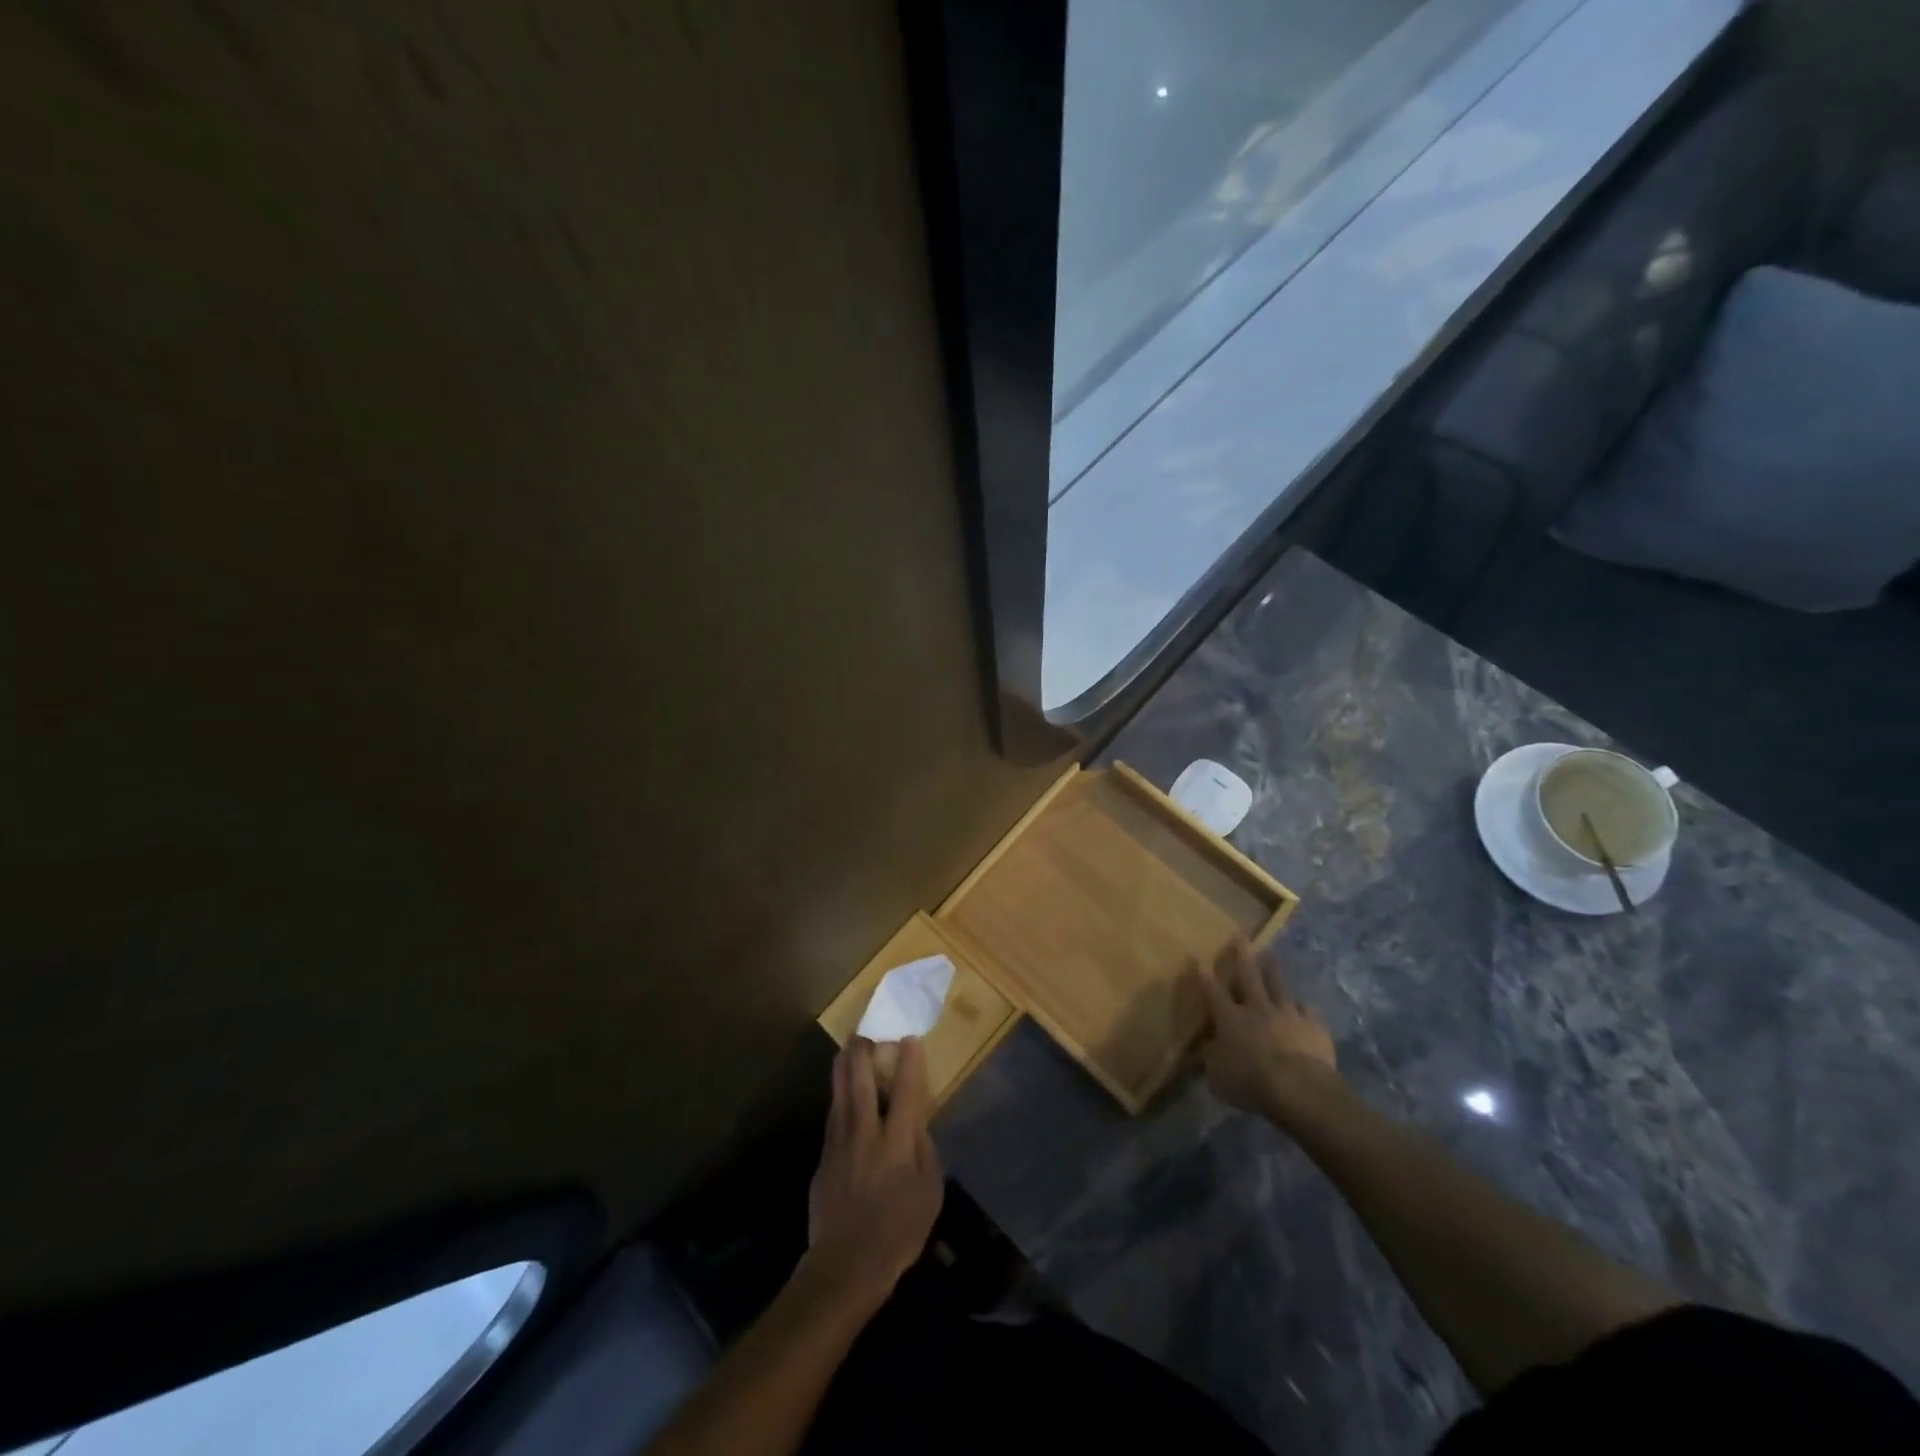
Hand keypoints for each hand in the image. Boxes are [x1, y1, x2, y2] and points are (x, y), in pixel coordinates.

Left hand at [804, 1037, 944, 1310]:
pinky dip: (839, 1094)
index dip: (909, 1060)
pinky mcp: (824, 1155)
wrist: (846, 1265)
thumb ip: (925, 1151)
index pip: (906, 1090)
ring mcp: (840, 1141)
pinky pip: (833, 1113)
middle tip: (866, 1032)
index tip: (909, 1038)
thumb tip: (917, 1123)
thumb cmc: (898, 1232)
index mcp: (897, 1142)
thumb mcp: (930, 1193)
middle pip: (861, 1079)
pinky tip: (842, 1089)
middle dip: (863, 1050)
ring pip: (840, 1091)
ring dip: (845, 1065)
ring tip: (850, 1046)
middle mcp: (866, 1132)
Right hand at [1192, 939, 1341, 1126]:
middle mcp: (1258, 1009)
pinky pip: (1308, 1011)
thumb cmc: (1251, 1083)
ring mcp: (1288, 1015)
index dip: (1204, 976)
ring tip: (1271, 955)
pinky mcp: (1314, 1027)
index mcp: (1231, 1019)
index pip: (1213, 992)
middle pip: (1249, 976)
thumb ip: (1211, 1060)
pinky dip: (1304, 1008)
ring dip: (1274, 970)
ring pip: (1280, 986)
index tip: (1197, 958)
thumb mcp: (1218, 1077)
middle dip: (1242, 955)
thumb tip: (1203, 1049)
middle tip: (1241, 936)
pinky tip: (1305, 1006)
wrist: (1300, 1088)